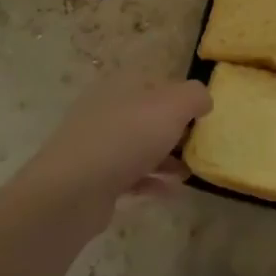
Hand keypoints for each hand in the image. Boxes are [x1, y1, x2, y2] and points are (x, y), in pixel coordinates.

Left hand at [17, 73, 210, 240]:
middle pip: (148, 116)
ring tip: (190, 172)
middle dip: (175, 130)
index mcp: (120, 86)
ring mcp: (96, 145)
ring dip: (166, 159)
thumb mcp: (172, 106)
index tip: (202, 115)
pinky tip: (173, 192)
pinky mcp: (93, 178)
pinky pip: (130, 176)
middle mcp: (106, 110)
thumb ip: (194, 96)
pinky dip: (152, 181)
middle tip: (199, 145)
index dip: (181, 96)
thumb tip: (203, 100)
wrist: (72, 190)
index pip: (156, 83)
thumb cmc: (126, 138)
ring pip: (139, 147)